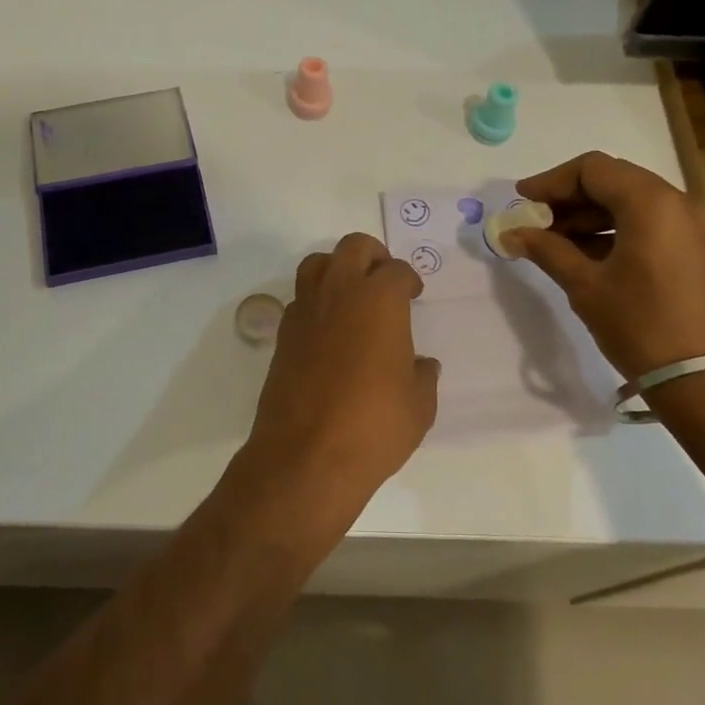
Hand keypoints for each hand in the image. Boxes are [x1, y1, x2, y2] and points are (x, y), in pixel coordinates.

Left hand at [241, 233, 439, 512]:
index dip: (409, 280)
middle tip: (385, 282)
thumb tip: (421, 365)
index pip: (397, 271)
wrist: (307, 456)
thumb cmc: (374, 426)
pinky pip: (300, 299)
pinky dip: (316, 302)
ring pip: (317, 264)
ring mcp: (305, 311)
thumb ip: (422, 376)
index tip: (414, 294)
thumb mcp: (419, 405)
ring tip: (352, 297)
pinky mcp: (282, 335)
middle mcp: (339, 293)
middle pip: (354, 247)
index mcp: (379, 300)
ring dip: (337, 269)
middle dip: (373, 256)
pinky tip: (329, 331)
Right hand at [505, 152, 704, 382]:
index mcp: (651, 203)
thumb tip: (511, 234)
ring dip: (590, 216)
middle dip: (570, 199)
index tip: (522, 201)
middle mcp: (678, 203)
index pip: (592, 169)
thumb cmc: (641, 326)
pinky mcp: (698, 251)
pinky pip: (650, 225)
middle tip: (535, 223)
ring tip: (554, 244)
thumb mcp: (586, 286)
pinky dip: (615, 231)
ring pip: (631, 203)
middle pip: (614, 181)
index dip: (551, 181)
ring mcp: (693, 227)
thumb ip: (547, 250)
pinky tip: (587, 256)